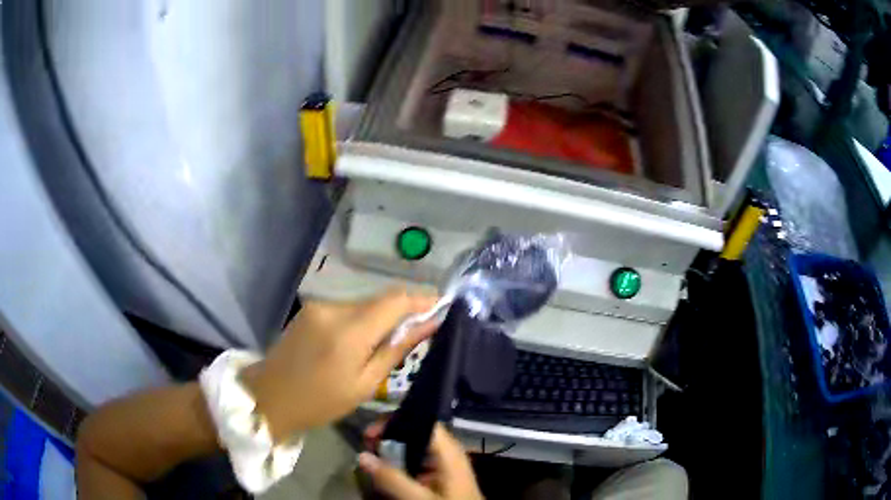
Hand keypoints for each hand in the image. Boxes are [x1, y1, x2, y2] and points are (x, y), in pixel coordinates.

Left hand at [244, 289, 438, 440]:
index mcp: (349, 331)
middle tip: (416, 335)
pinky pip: (346, 309)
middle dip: (402, 313)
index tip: (442, 306)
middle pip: (380, 300)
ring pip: (364, 304)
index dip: (422, 300)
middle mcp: (334, 308)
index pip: (395, 300)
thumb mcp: (364, 384)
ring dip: (380, 318)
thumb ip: (396, 350)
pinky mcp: (311, 308)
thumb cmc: (321, 401)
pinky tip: (359, 342)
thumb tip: (429, 325)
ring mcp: (319, 305)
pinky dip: (361, 320)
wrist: (270, 396)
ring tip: (384, 345)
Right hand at [359, 422, 483, 499]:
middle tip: (365, 445)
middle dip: (389, 437)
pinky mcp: (440, 479)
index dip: (396, 421)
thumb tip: (362, 456)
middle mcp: (448, 454)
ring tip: (371, 457)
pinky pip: (417, 464)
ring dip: (392, 451)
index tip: (371, 432)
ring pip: (415, 449)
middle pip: (416, 434)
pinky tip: (385, 472)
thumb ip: (392, 479)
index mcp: (449, 451)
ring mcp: (445, 467)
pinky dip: (400, 464)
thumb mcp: (420, 497)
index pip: (423, 421)